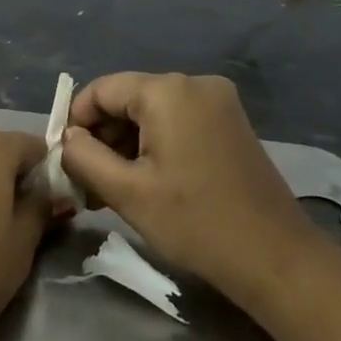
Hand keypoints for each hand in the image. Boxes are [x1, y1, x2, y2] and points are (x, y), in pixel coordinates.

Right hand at [61, 73, 311, 299]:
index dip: (76, 121)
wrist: (274, 257)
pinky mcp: (231, 123)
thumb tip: (69, 139)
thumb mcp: (126, 192)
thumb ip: (84, 157)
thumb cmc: (195, 222)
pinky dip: (155, 145)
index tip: (66, 159)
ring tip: (113, 189)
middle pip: (128, 99)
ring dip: (127, 144)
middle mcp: (195, 83)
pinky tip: (147, 181)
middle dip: (102, 137)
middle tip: (87, 182)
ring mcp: (219, 102)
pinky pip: (178, 121)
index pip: (102, 90)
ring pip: (152, 112)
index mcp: (168, 91)